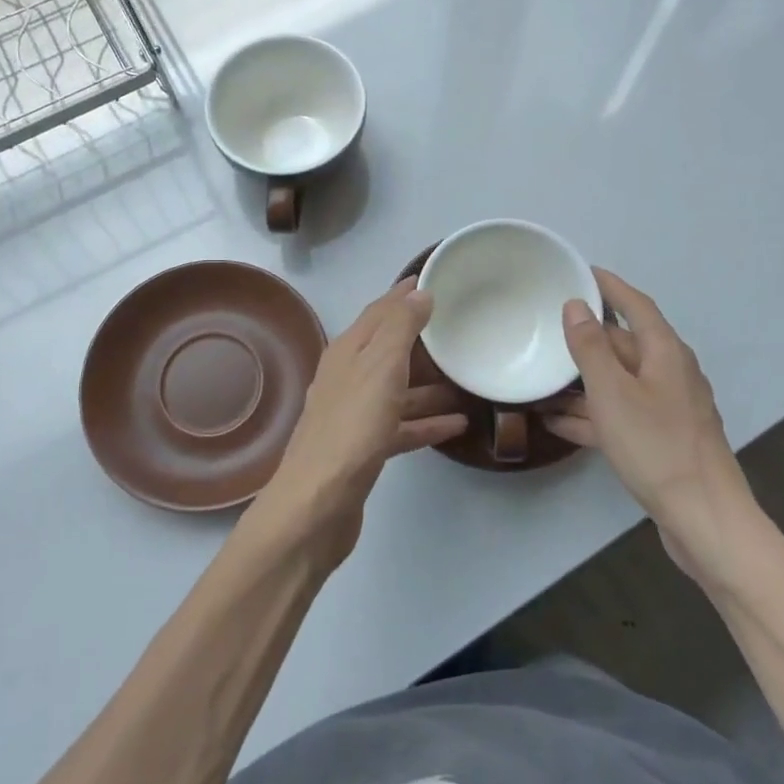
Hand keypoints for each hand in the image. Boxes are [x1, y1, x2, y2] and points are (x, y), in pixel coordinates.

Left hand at [252, 279, 468, 563]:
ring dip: (428, 383)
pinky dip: (425, 422)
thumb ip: (400, 328)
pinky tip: (456, 426)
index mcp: (347, 352)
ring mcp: (353, 415)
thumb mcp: (380, 368)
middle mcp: (347, 378)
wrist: (317, 505)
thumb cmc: (352, 428)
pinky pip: (400, 426)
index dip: (403, 294)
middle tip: (458, 327)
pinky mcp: (363, 449)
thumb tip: (418, 292)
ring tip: (466, 379)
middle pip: (388, 349)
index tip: (432, 278)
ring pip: (396, 388)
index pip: (378, 311)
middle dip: (420, 337)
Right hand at [542, 269, 761, 580]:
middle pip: (624, 344)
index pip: (635, 305)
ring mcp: (666, 409)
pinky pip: (619, 415)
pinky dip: (590, 414)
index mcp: (665, 353)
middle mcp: (669, 374)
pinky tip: (555, 422)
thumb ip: (591, 348)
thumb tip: (576, 305)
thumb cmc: (657, 447)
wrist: (704, 520)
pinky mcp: (660, 440)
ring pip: (617, 383)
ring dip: (582, 381)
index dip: (609, 286)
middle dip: (587, 337)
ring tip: (540, 377)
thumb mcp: (613, 393)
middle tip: (546, 326)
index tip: (581, 270)